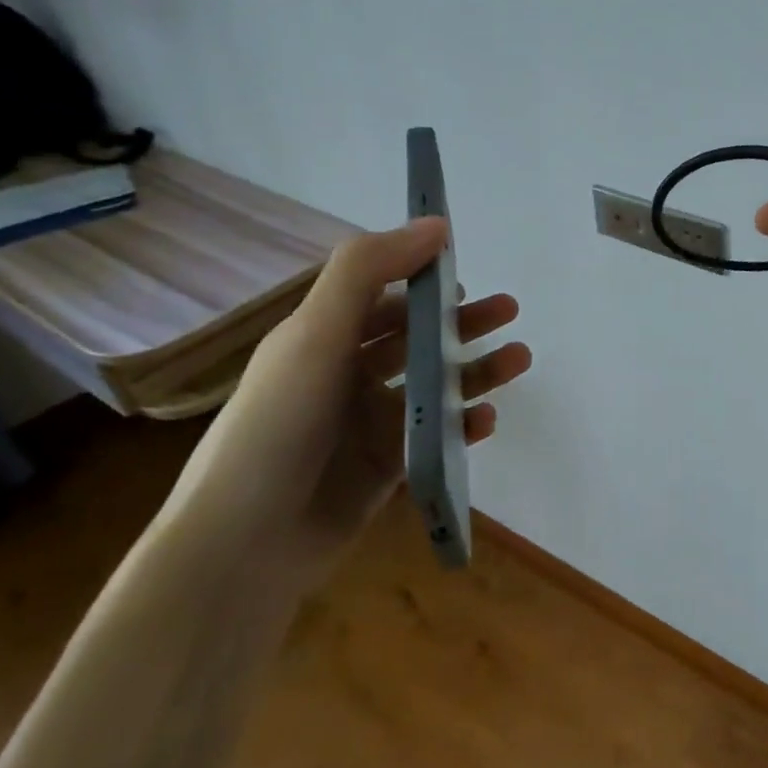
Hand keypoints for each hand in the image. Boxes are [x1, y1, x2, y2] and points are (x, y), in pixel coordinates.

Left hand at [180, 219, 530, 574]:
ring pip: (434, 385)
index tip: (465, 271)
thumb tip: (434, 225)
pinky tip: (486, 421)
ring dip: (476, 371)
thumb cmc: (279, 425)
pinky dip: (463, 425)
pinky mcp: (388, 466)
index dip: (420, 278)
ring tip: (520, 359)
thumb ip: (368, 271)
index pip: (380, 295)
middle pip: (416, 338)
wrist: (247, 542)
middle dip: (462, 323)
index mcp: (322, 338)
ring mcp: (368, 423)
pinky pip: (436, 434)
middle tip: (510, 312)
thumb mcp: (316, 334)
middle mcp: (346, 375)